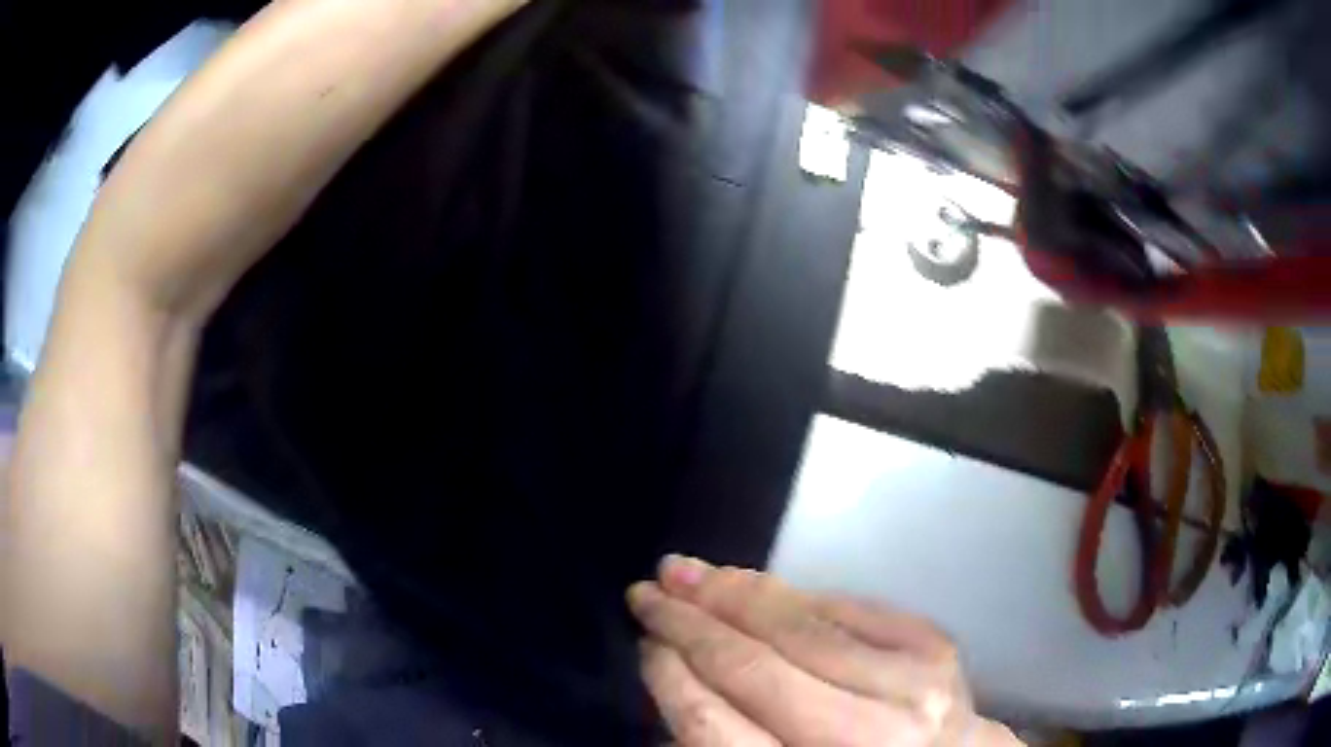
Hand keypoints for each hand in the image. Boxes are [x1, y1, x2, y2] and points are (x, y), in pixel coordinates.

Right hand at [627, 556, 1021, 746]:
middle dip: (689, 624)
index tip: (645, 645)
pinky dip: (794, 596)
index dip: (672, 679)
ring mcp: (909, 686)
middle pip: (755, 668)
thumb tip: (674, 675)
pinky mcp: (934, 648)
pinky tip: (755, 584)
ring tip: (687, 572)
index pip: (715, 726)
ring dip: (734, 593)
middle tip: (648, 591)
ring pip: (800, 627)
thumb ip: (723, 742)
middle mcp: (865, 736)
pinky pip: (846, 609)